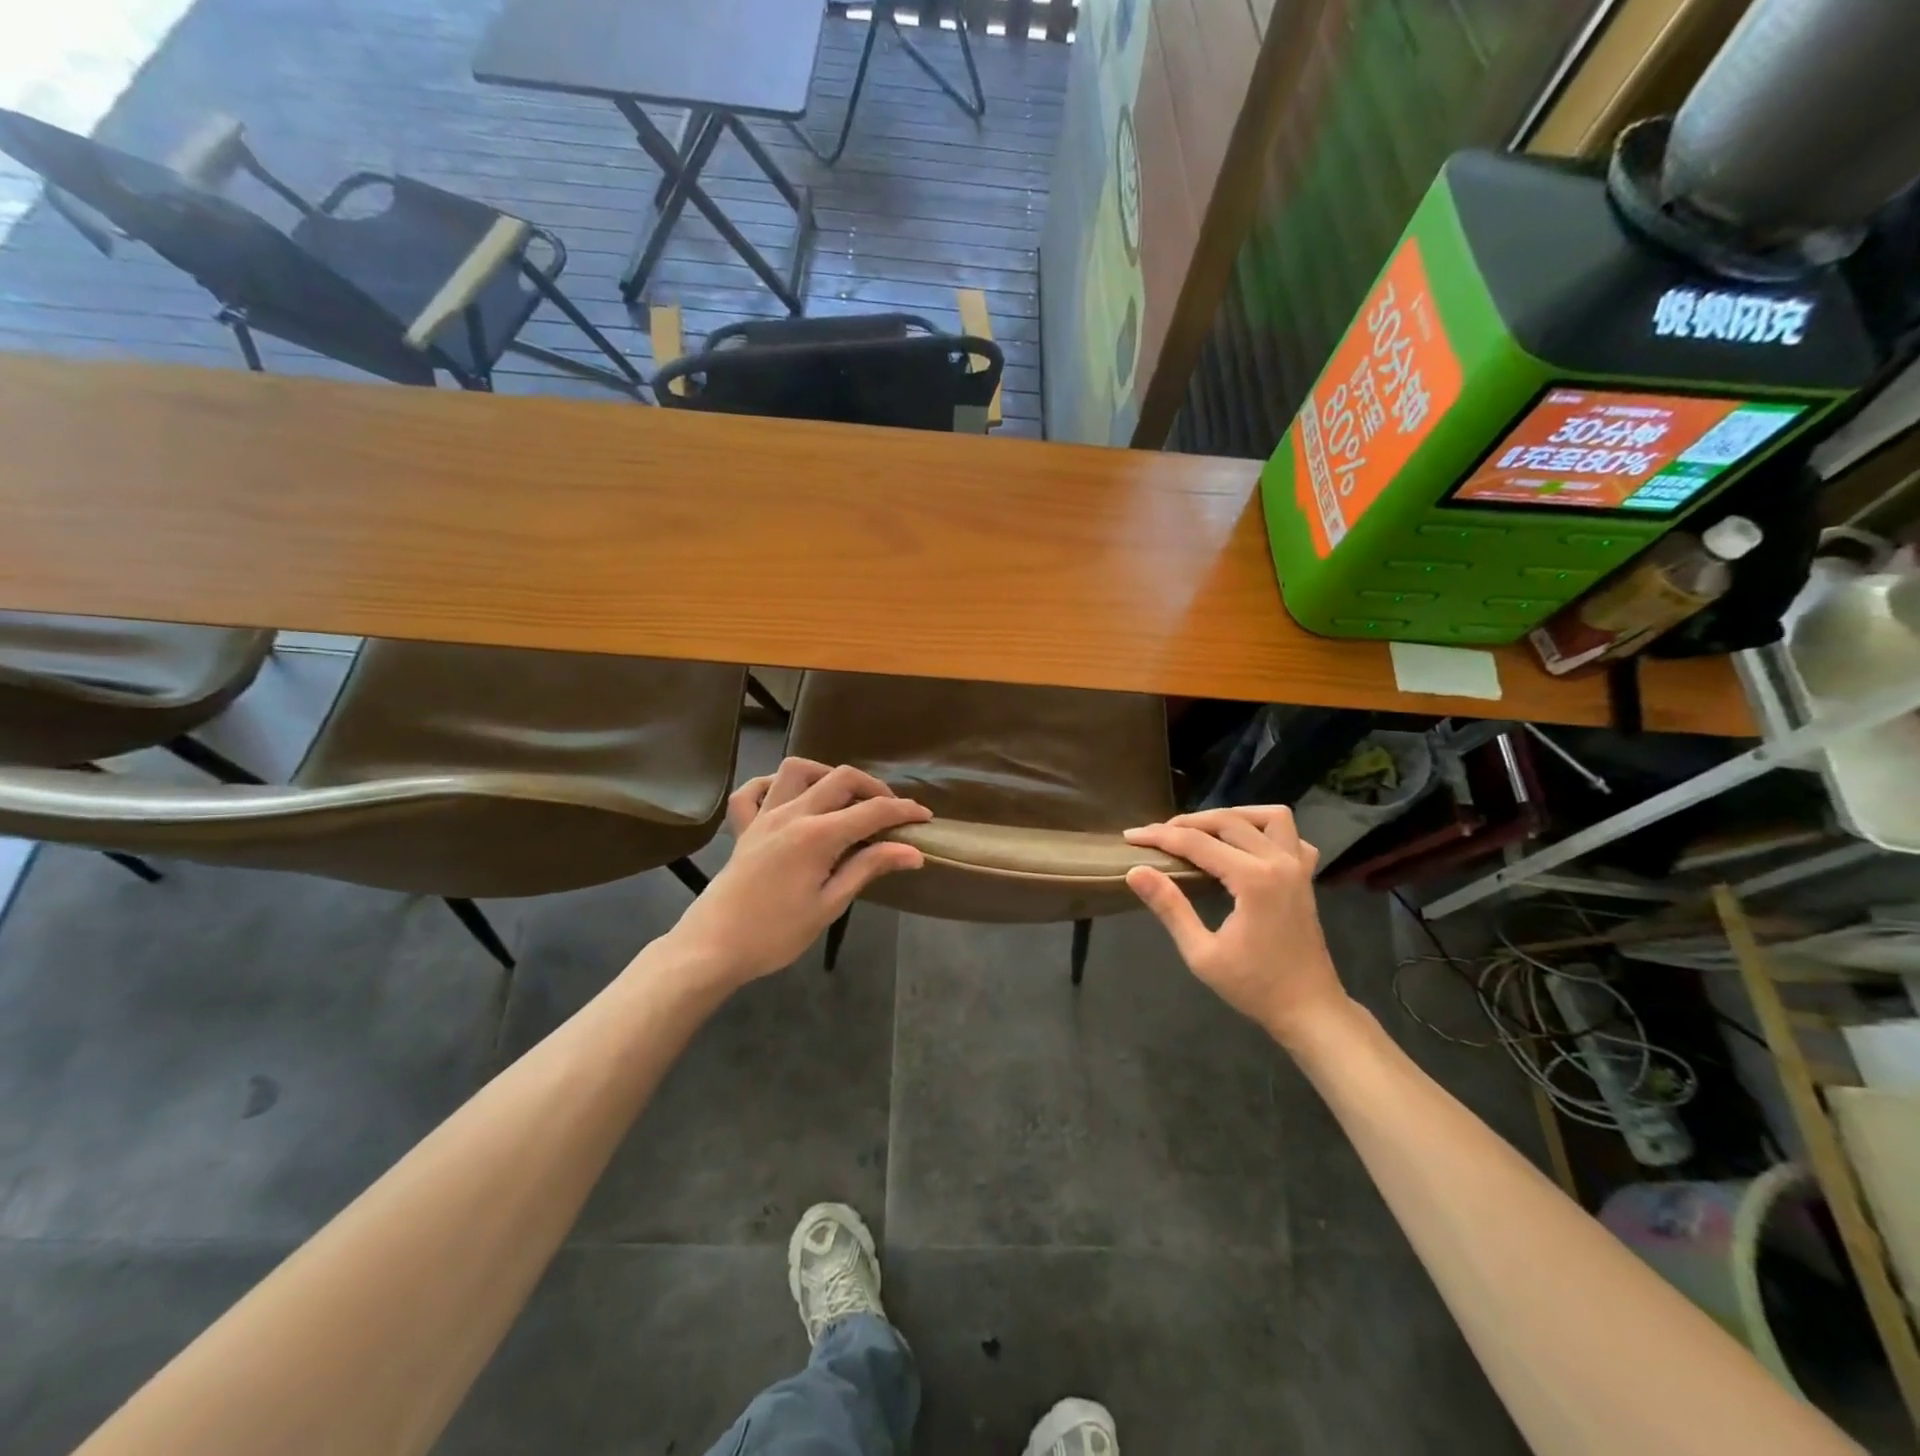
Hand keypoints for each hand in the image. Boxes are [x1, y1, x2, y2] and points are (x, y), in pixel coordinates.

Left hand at [668, 758, 929, 988]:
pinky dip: (772, 786)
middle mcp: (792, 814)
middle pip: (841, 779)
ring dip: (826, 775)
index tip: (925, 817)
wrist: (712, 948)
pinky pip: (753, 791)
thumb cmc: (776, 934)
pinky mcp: (743, 828)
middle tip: (890, 811)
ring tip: (842, 798)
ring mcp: (763, 816)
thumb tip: (913, 852)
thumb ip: (869, 868)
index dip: (903, 810)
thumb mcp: (830, 904)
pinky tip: (788, 799)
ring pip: (797, 770)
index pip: (872, 811)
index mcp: (818, 835)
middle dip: (873, 788)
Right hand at [1122, 807, 1349, 1045]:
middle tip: (1156, 836)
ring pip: (1267, 816)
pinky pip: (1291, 836)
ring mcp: (1298, 867)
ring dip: (1231, 816)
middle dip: (1187, 823)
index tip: (1131, 837)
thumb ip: (1170, 907)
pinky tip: (1246, 844)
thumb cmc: (1254, 987)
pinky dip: (1267, 830)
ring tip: (1202, 830)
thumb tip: (1135, 871)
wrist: (1309, 1010)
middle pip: (1227, 821)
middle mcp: (1279, 862)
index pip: (1197, 843)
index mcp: (1253, 879)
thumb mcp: (1202, 954)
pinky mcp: (1306, 877)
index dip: (1160, 837)